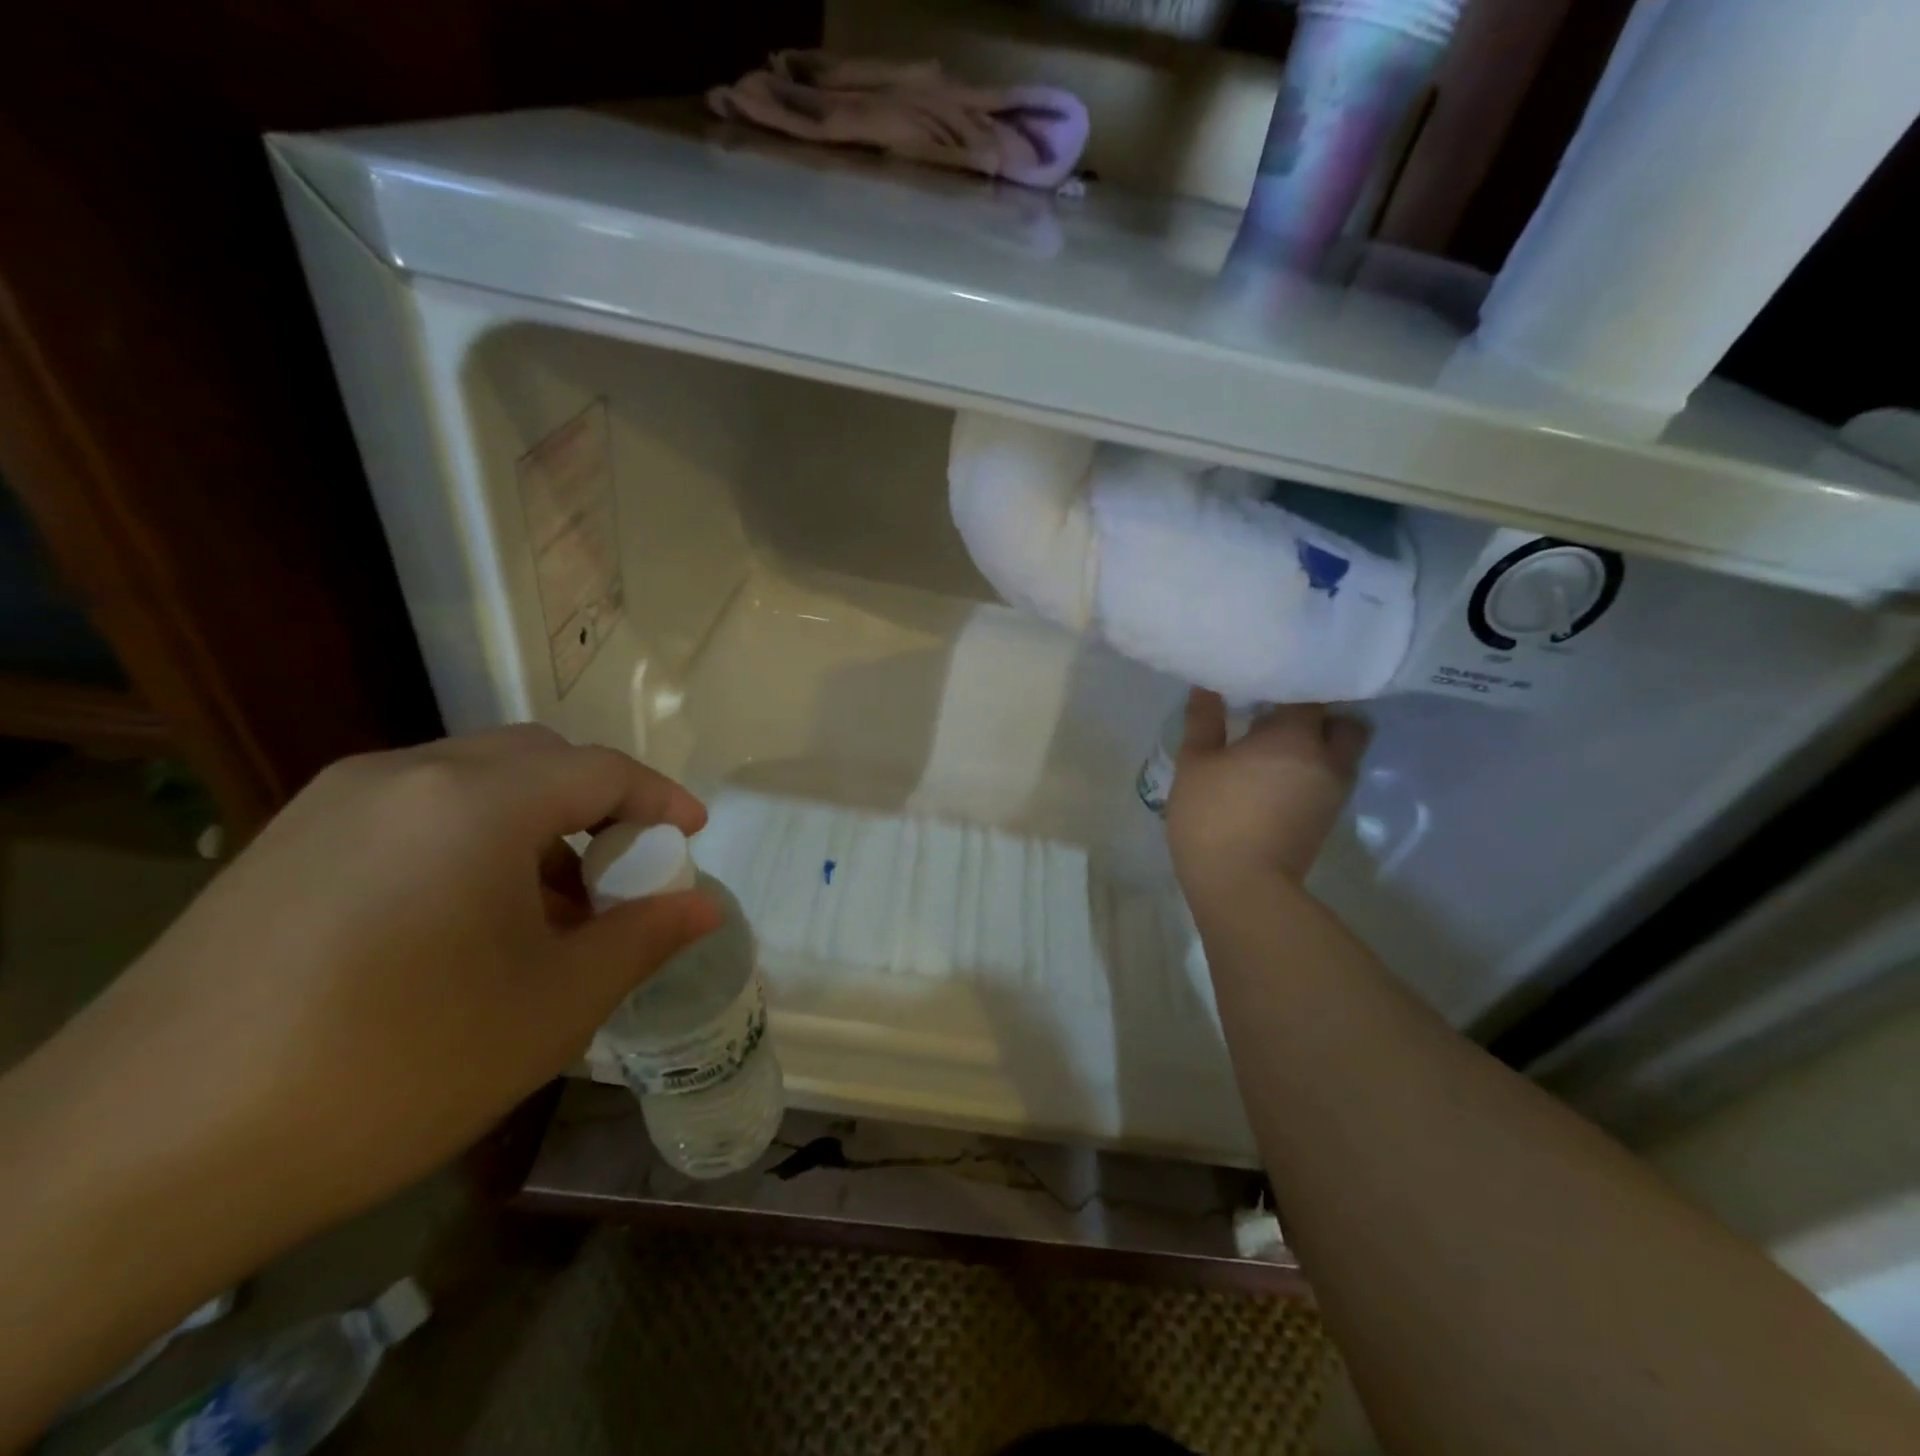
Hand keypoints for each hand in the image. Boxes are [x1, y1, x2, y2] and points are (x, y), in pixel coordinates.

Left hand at [60, 725, 720, 1227]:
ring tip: (545, 911)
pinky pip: (412, 813)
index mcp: (477, 800)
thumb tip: (702, 905)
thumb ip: (643, 938)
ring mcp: (332, 806)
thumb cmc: (394, 1066)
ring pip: (471, 782)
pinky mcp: (283, 847)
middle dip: (597, 804)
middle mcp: (404, 776)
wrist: (136, 1161)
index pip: (601, 770)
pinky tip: (462, 924)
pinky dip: (470, 842)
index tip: (692, 835)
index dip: (660, 798)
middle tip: (622, 872)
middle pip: (536, 759)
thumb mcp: (553, 1006)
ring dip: (532, 825)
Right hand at [1166, 691, 1367, 892]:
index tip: (1265, 685)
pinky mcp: (1329, 818)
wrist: (1242, 886)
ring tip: (1279, 748)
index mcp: (1294, 735)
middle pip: (1343, 722)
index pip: (1309, 693)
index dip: (1289, 685)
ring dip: (1320, 746)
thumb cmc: (1212, 816)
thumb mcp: (1195, 764)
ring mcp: (1333, 791)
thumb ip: (1204, 721)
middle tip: (1282, 717)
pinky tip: (1280, 777)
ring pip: (1342, 753)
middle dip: (1320, 716)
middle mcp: (1326, 757)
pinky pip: (1331, 779)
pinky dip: (1314, 772)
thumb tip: (1207, 687)